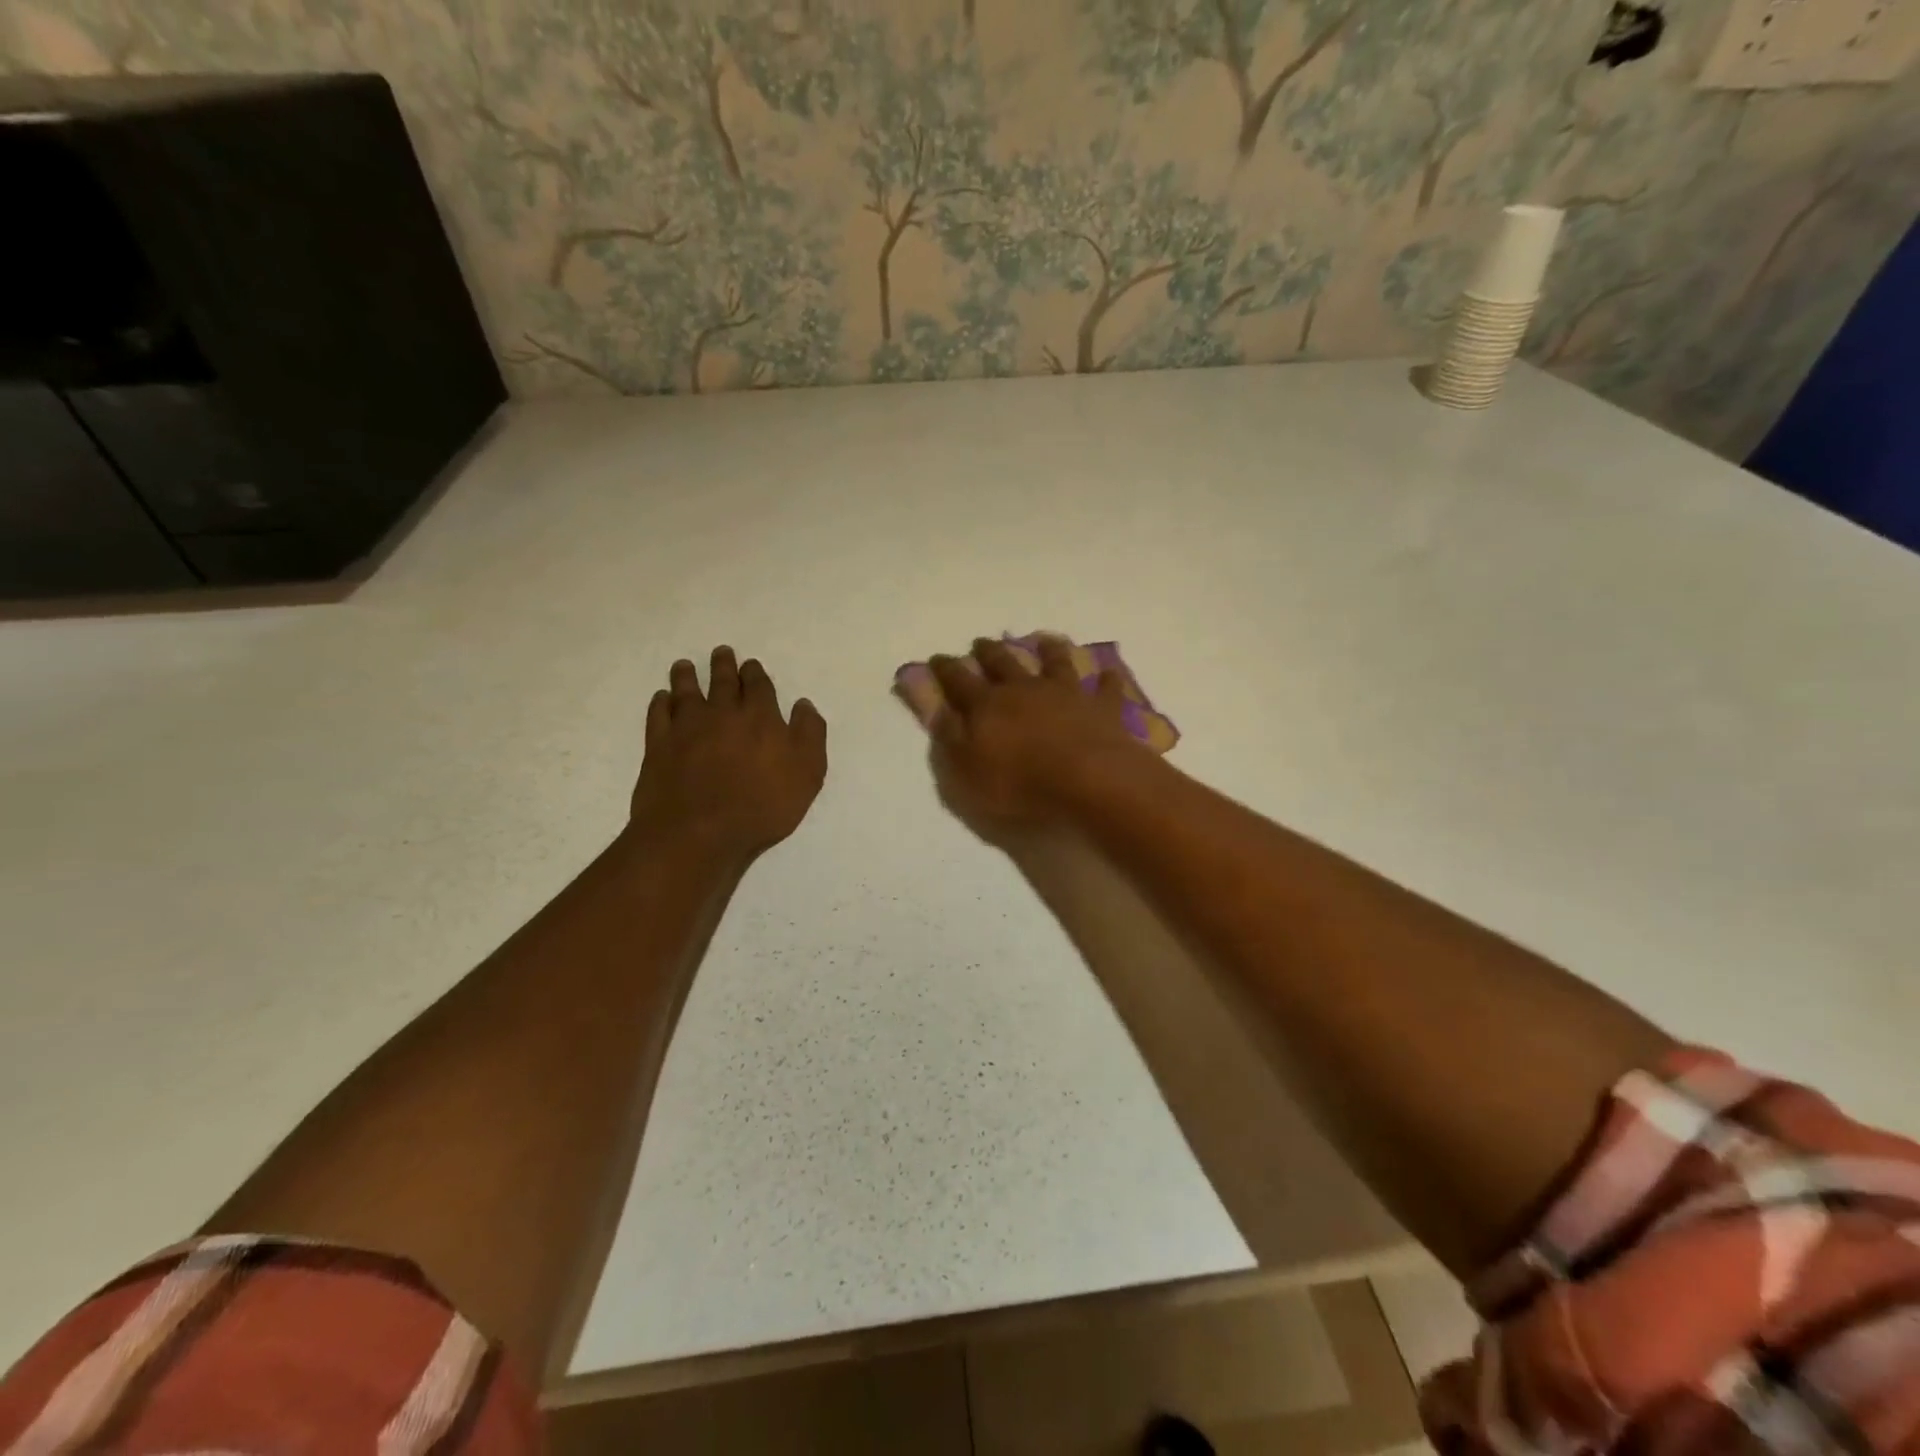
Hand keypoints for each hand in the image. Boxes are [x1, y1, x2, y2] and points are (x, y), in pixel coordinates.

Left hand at [629, 646, 827, 859]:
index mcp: (760, 717)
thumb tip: (803, 704)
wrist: (698, 832)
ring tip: (685, 666)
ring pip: (686, 691)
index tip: (751, 665)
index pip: (759, 686)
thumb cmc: (761, 806)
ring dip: (687, 676)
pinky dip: (660, 703)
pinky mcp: (658, 746)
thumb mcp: (807, 774)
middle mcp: (722, 713)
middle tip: (721, 652)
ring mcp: (686, 728)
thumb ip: (809, 735)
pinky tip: (662, 699)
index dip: (755, 674)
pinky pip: (658, 714)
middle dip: (724, 665)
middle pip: (722, 682)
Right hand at [928, 636, 1151, 833]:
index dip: (945, 669)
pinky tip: (1108, 672)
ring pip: (1055, 663)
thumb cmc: (1019, 784)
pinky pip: (1105, 688)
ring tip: (1044, 640)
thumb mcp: (966, 770)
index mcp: (987, 705)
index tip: (937, 659)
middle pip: (1003, 663)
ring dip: (1049, 649)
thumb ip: (950, 738)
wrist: (1087, 781)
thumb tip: (938, 710)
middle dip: (989, 652)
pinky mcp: (1101, 707)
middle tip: (981, 642)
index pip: (958, 681)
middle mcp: (1024, 689)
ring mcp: (1066, 693)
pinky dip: (1106, 680)